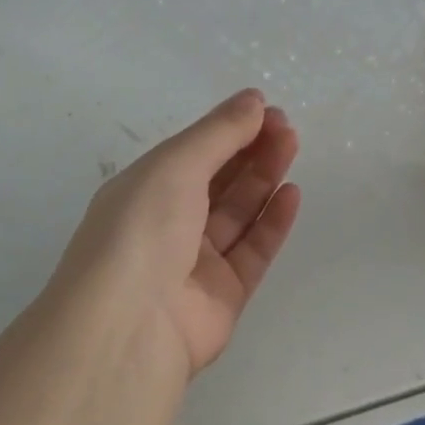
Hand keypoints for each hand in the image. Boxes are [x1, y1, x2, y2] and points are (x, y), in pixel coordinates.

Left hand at [49, 89, 301, 375]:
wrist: (131, 325)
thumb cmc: (144, 228)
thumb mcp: (176, 165)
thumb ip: (219, 132)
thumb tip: (253, 100)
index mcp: (144, 191)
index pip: (192, 152)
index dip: (227, 129)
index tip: (264, 109)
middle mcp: (167, 224)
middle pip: (217, 180)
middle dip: (250, 149)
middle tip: (286, 126)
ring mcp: (195, 263)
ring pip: (237, 213)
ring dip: (264, 177)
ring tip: (292, 145)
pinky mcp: (223, 296)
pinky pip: (252, 251)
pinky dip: (272, 222)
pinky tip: (292, 194)